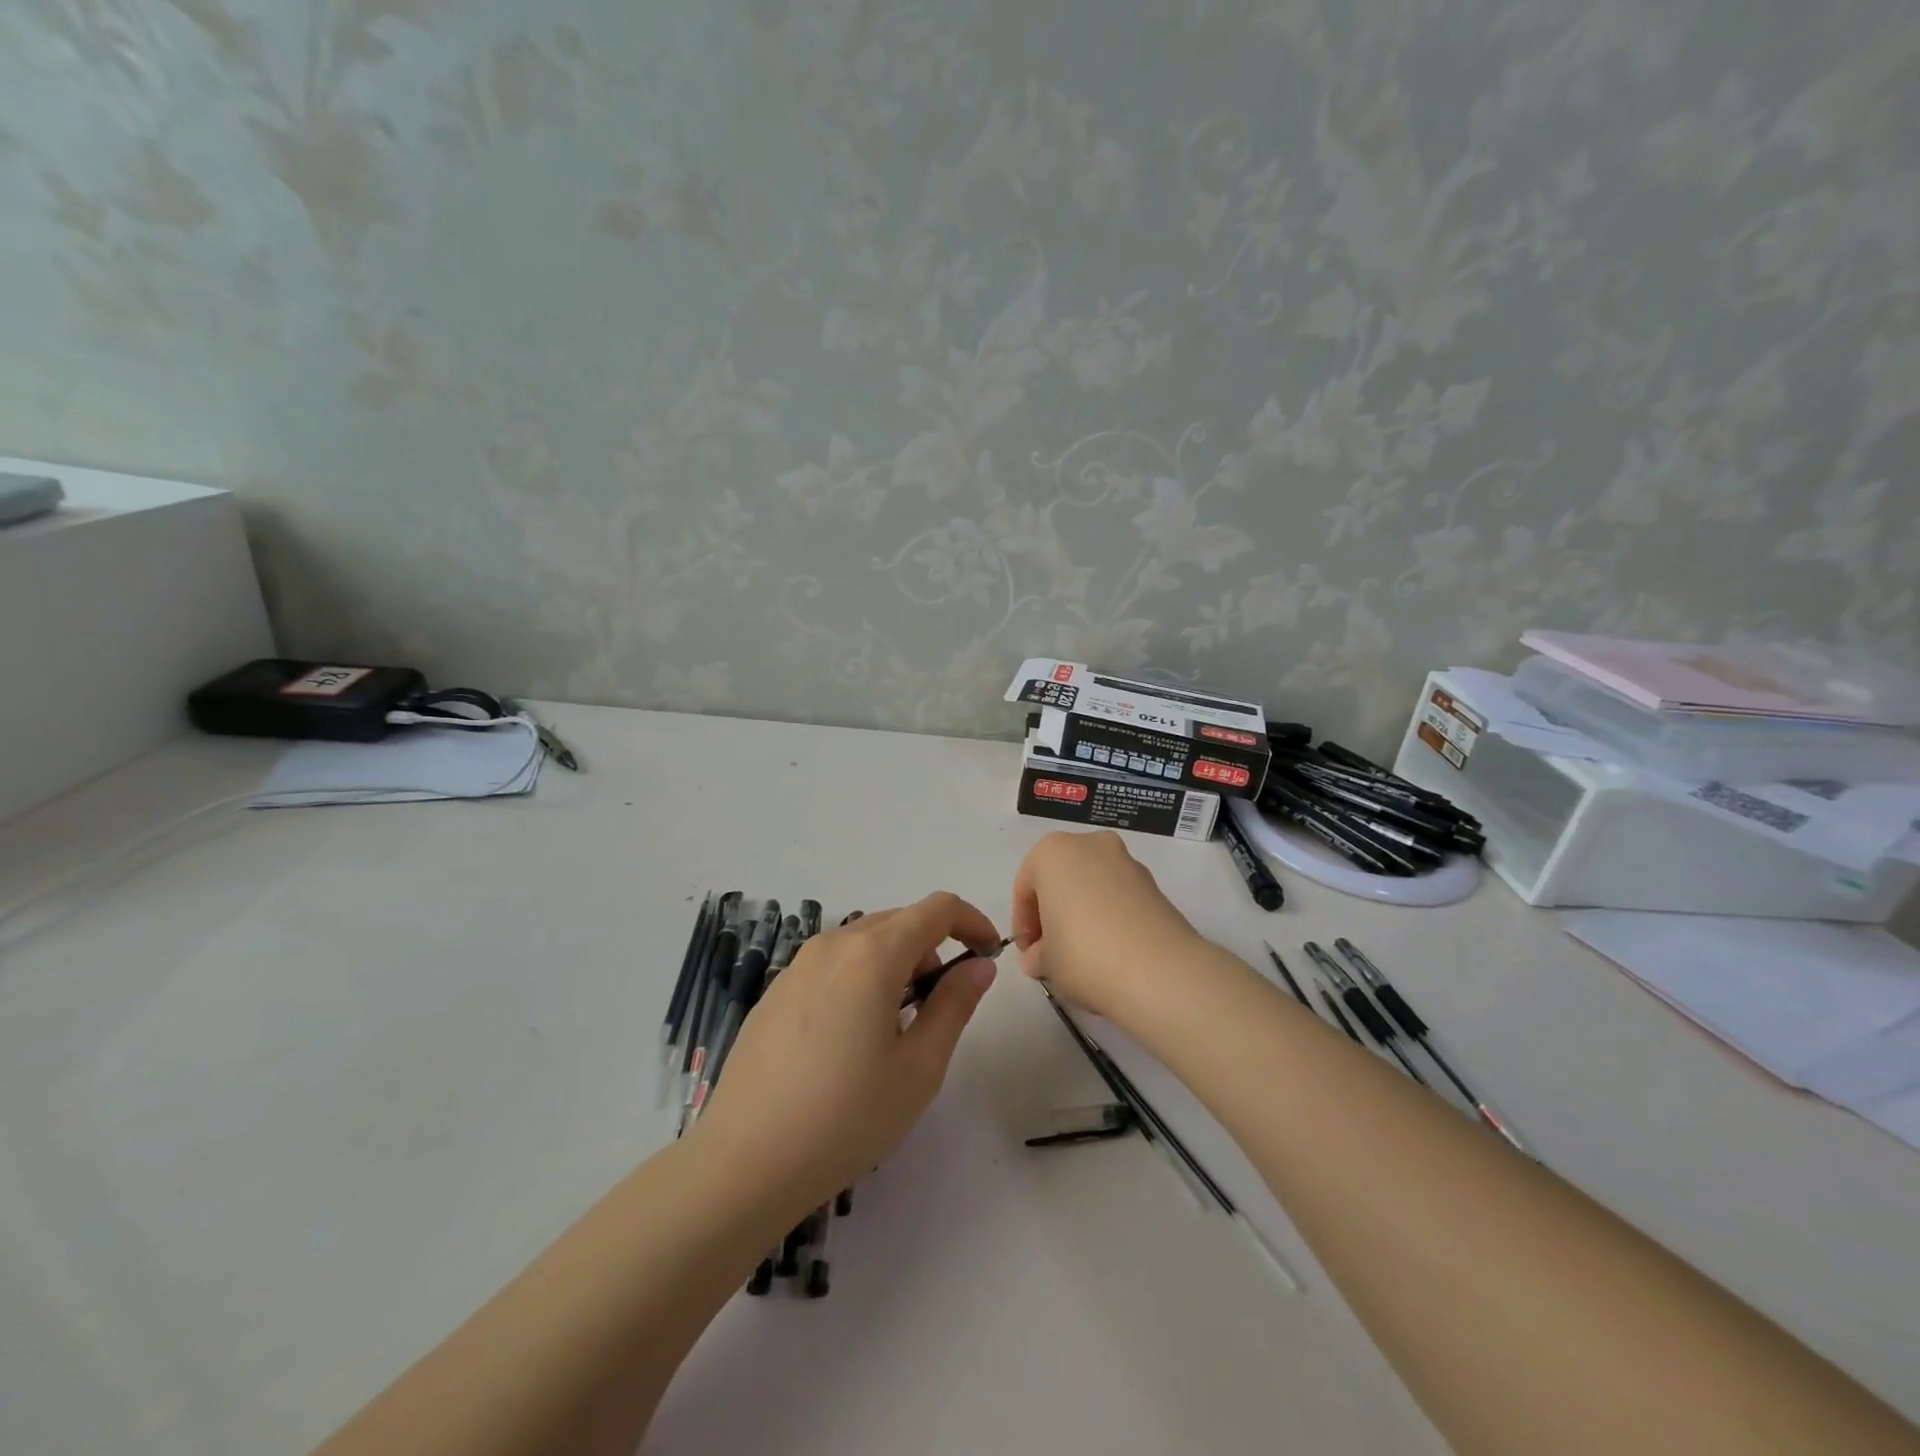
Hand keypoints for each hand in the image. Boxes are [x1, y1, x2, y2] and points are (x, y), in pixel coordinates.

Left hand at [693, 893, 1001, 1221]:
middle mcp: (833, 944)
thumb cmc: (846, 1117)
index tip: (989, 954)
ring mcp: (798, 965)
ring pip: (864, 942)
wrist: (744, 1162)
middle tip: (943, 1003)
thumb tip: (979, 965)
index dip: (972, 921)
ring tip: (898, 1026)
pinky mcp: (776, 991)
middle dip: (934, 947)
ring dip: (897, 963)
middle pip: (899, 920)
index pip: (937, 908)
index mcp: (873, 954)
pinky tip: (851, 1038)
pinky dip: (861, 978)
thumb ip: (954, 1005)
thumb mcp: (919, 1067)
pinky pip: (833, 964)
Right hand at [1012, 830, 1203, 1020]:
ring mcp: (1127, 861)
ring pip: (1092, 885)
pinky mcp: (1155, 884)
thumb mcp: (1045, 962)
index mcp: (1052, 852)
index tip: (1029, 954)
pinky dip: (1111, 917)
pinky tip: (1111, 952)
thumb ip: (1035, 955)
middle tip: (1052, 952)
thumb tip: (1039, 958)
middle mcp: (1090, 844)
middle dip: (1054, 913)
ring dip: (1083, 913)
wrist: (1159, 971)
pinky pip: (1120, 897)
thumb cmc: (1083, 955)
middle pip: (1061, 879)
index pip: (1026, 887)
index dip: (1023, 924)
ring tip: (1084, 955)